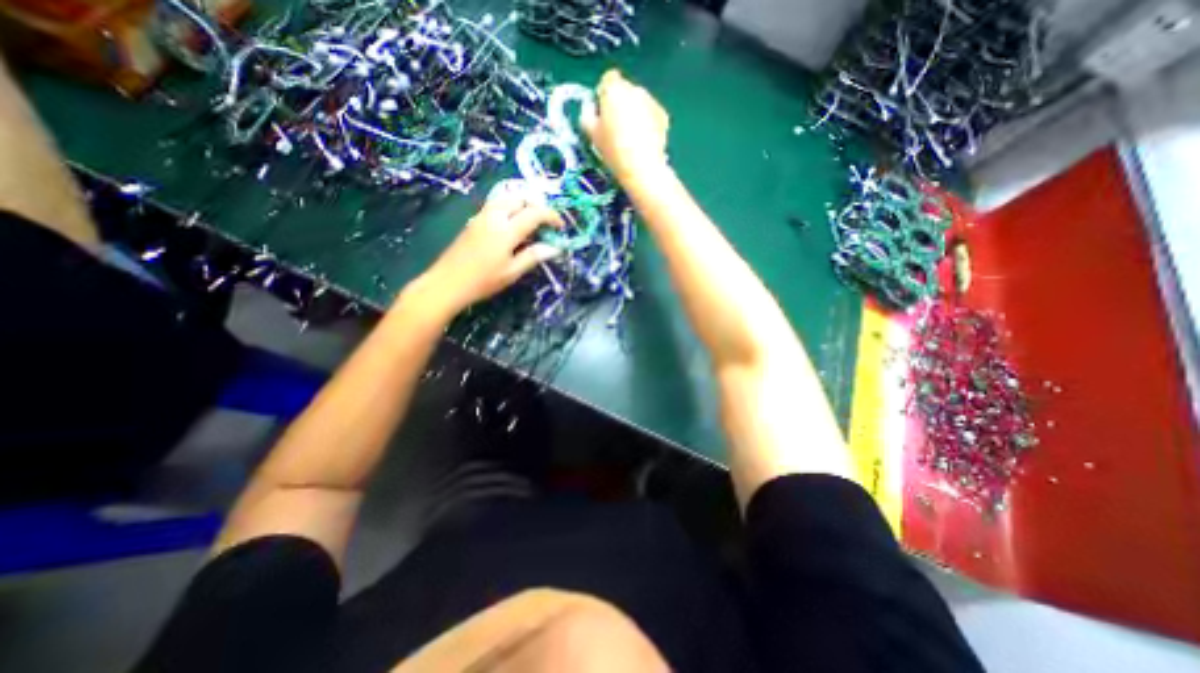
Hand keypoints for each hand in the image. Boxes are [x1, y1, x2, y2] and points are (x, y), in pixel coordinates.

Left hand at [410, 191, 564, 312]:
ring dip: (522, 203)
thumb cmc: (483, 281)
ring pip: (506, 198)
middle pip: (519, 198)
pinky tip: (512, 224)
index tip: (561, 226)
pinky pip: (495, 205)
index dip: (551, 216)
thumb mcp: (512, 272)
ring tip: (531, 220)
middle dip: (537, 205)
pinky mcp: (473, 221)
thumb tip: (554, 248)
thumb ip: (533, 256)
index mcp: (506, 231)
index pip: (534, 213)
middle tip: (546, 221)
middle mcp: (494, 217)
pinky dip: (510, 207)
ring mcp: (481, 216)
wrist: (447, 283)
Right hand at [578, 69, 664, 183]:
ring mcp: (652, 101)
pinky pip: (651, 114)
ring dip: (634, 113)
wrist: (641, 167)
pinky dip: (647, 122)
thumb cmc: (613, 149)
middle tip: (616, 128)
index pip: (608, 79)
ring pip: (639, 102)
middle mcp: (635, 89)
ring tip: (631, 137)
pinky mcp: (663, 115)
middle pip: (625, 91)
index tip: (602, 112)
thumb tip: (590, 109)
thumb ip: (587, 115)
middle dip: (620, 104)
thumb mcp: (592, 134)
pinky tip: (643, 141)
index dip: (604, 94)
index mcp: (615, 89)